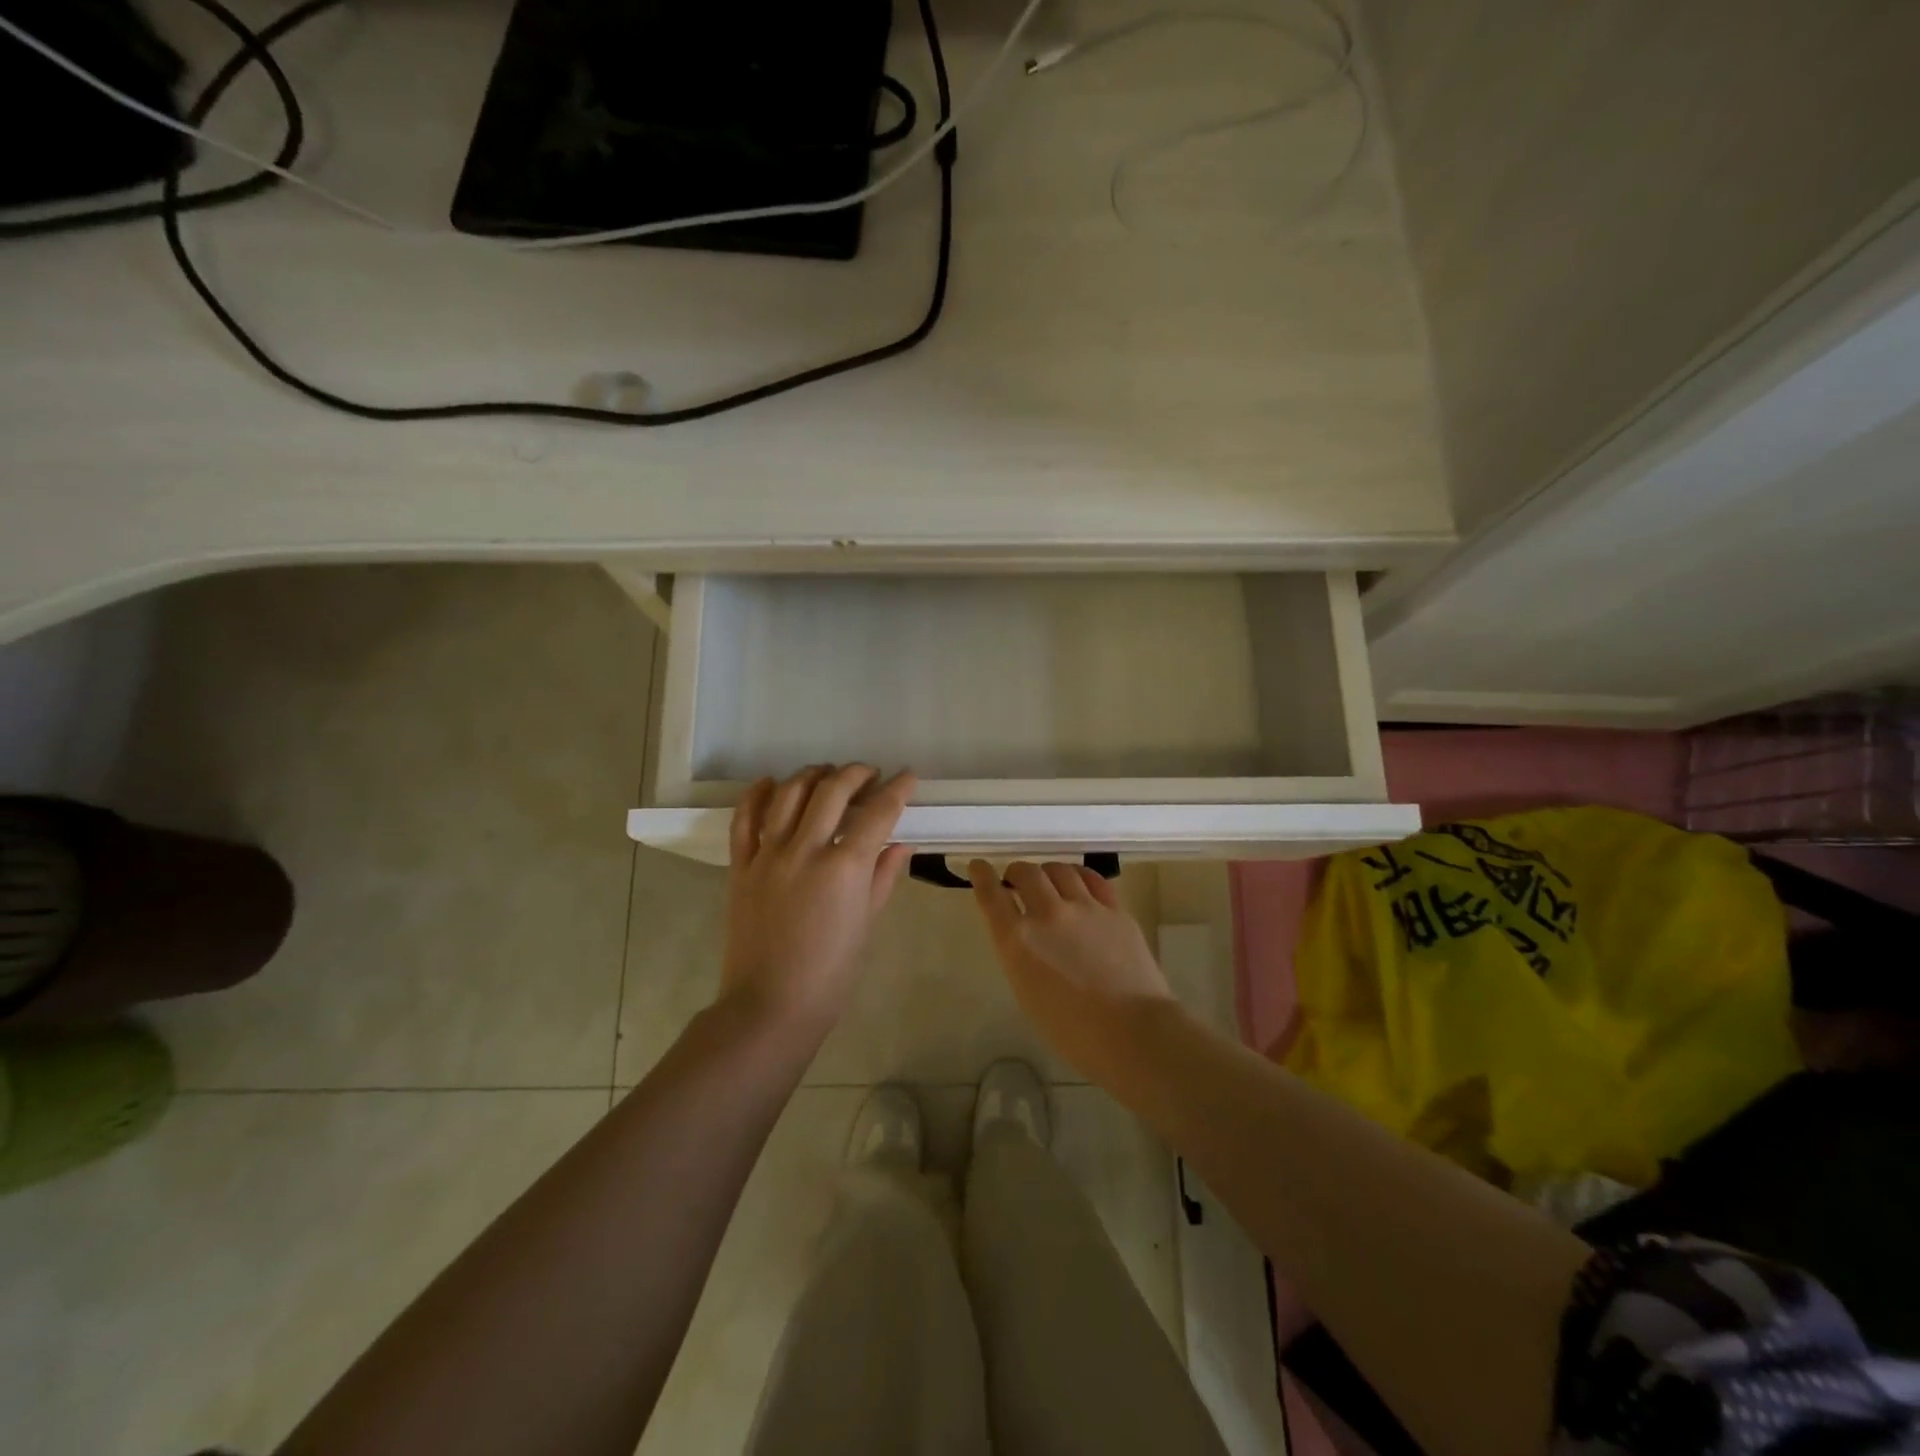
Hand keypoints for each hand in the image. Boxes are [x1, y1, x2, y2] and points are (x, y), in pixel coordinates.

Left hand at [719, 765, 915, 1038]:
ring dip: (812, 774)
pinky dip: (758, 793)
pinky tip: (771, 783)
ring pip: (789, 794)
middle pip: (832, 790)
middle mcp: (806, 850)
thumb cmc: (830, 974)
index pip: (878, 813)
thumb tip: (900, 845)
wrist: (770, 1006)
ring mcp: (769, 855)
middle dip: (857, 773)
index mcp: (845, 868)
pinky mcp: (741, 866)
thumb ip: (883, 877)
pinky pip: (745, 819)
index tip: (908, 776)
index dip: (898, 789)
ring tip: (828, 774)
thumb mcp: (867, 924)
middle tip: (870, 774)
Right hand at [968, 859, 1175, 1079]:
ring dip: (1047, 872)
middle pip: (1026, 873)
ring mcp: (1085, 907)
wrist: (1132, 1033)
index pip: (991, 895)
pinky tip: (1077, 880)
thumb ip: (1021, 956)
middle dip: (1016, 872)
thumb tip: (1026, 937)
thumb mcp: (1028, 993)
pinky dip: (1078, 875)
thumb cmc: (1072, 1031)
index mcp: (1018, 940)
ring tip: (1048, 880)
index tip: (978, 866)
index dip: (981, 875)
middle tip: (1016, 880)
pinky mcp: (1115, 910)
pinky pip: (1092, 879)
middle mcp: (1047, 914)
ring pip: (1059, 870)